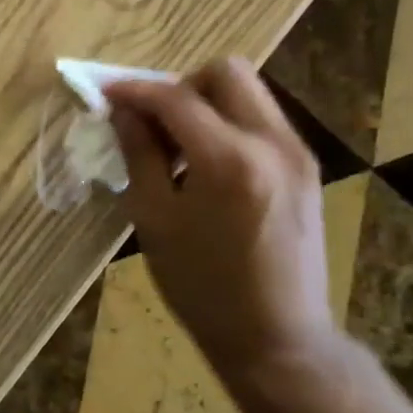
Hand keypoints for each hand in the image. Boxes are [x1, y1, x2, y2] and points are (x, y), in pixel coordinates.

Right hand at [105, 58, 335, 386]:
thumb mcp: (155, 220)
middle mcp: (272, 142)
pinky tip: (208, 167)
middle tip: (154, 121)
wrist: (279, 340)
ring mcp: (297, 153)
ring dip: (206, 104)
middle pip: (225, 72)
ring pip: (248, 92)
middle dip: (181, 85)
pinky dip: (229, 124)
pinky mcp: (306, 168)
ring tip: (179, 149)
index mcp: (229, 159)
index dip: (135, 90)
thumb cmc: (203, 288)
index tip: (106, 94)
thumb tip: (123, 111)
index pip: (175, 97)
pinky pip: (262, 120)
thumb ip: (138, 154)